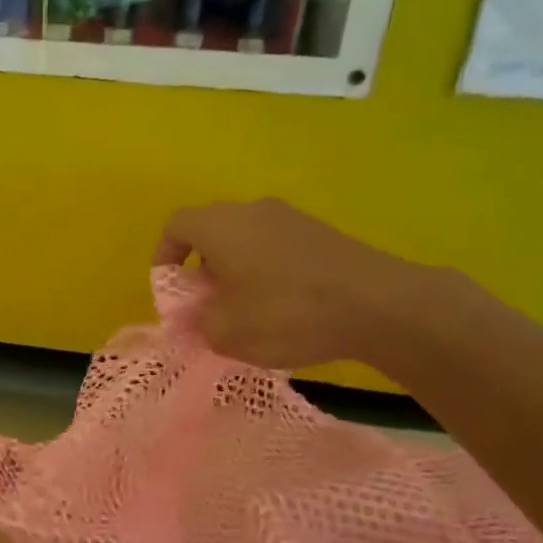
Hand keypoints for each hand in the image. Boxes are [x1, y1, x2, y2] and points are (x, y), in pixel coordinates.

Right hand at [153, 198, 442, 370]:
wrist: (377, 305)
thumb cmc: (286, 313)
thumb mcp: (226, 332)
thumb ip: (197, 324)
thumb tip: (195, 319)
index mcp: (220, 225)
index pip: (176, 226)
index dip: (164, 257)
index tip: (171, 291)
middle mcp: (253, 210)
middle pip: (212, 232)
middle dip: (201, 270)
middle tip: (206, 306)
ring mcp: (292, 219)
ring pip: (246, 240)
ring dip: (236, 272)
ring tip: (245, 312)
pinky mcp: (322, 234)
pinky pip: (277, 248)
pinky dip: (267, 273)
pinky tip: (283, 308)